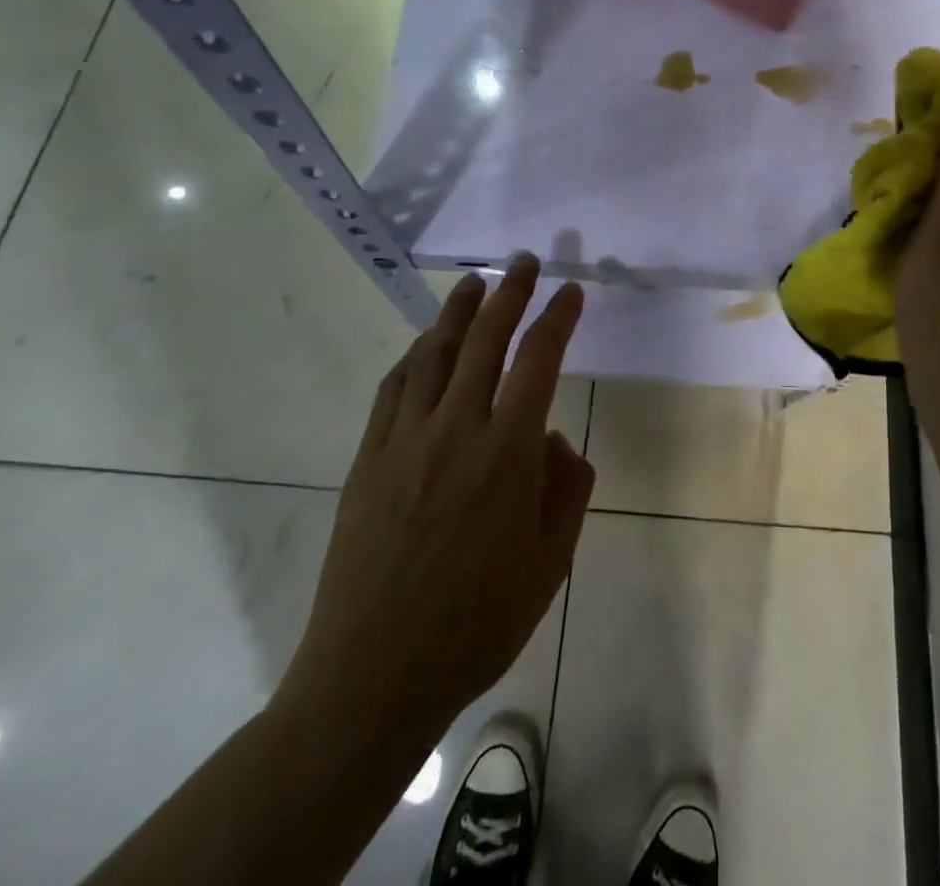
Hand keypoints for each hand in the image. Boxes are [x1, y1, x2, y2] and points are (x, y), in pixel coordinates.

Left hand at [270, 256, 594, 759]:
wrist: (373, 676)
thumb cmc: (477, 624)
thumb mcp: (550, 563)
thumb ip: (567, 489)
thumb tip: (554, 440)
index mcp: (507, 454)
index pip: (539, 361)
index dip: (557, 318)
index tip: (571, 291)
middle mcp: (455, 430)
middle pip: (484, 341)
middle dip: (509, 294)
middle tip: (523, 262)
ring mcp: (404, 441)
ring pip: (433, 355)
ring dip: (457, 313)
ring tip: (474, 284)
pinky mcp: (368, 459)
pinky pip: (393, 389)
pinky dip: (413, 356)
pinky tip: (423, 345)